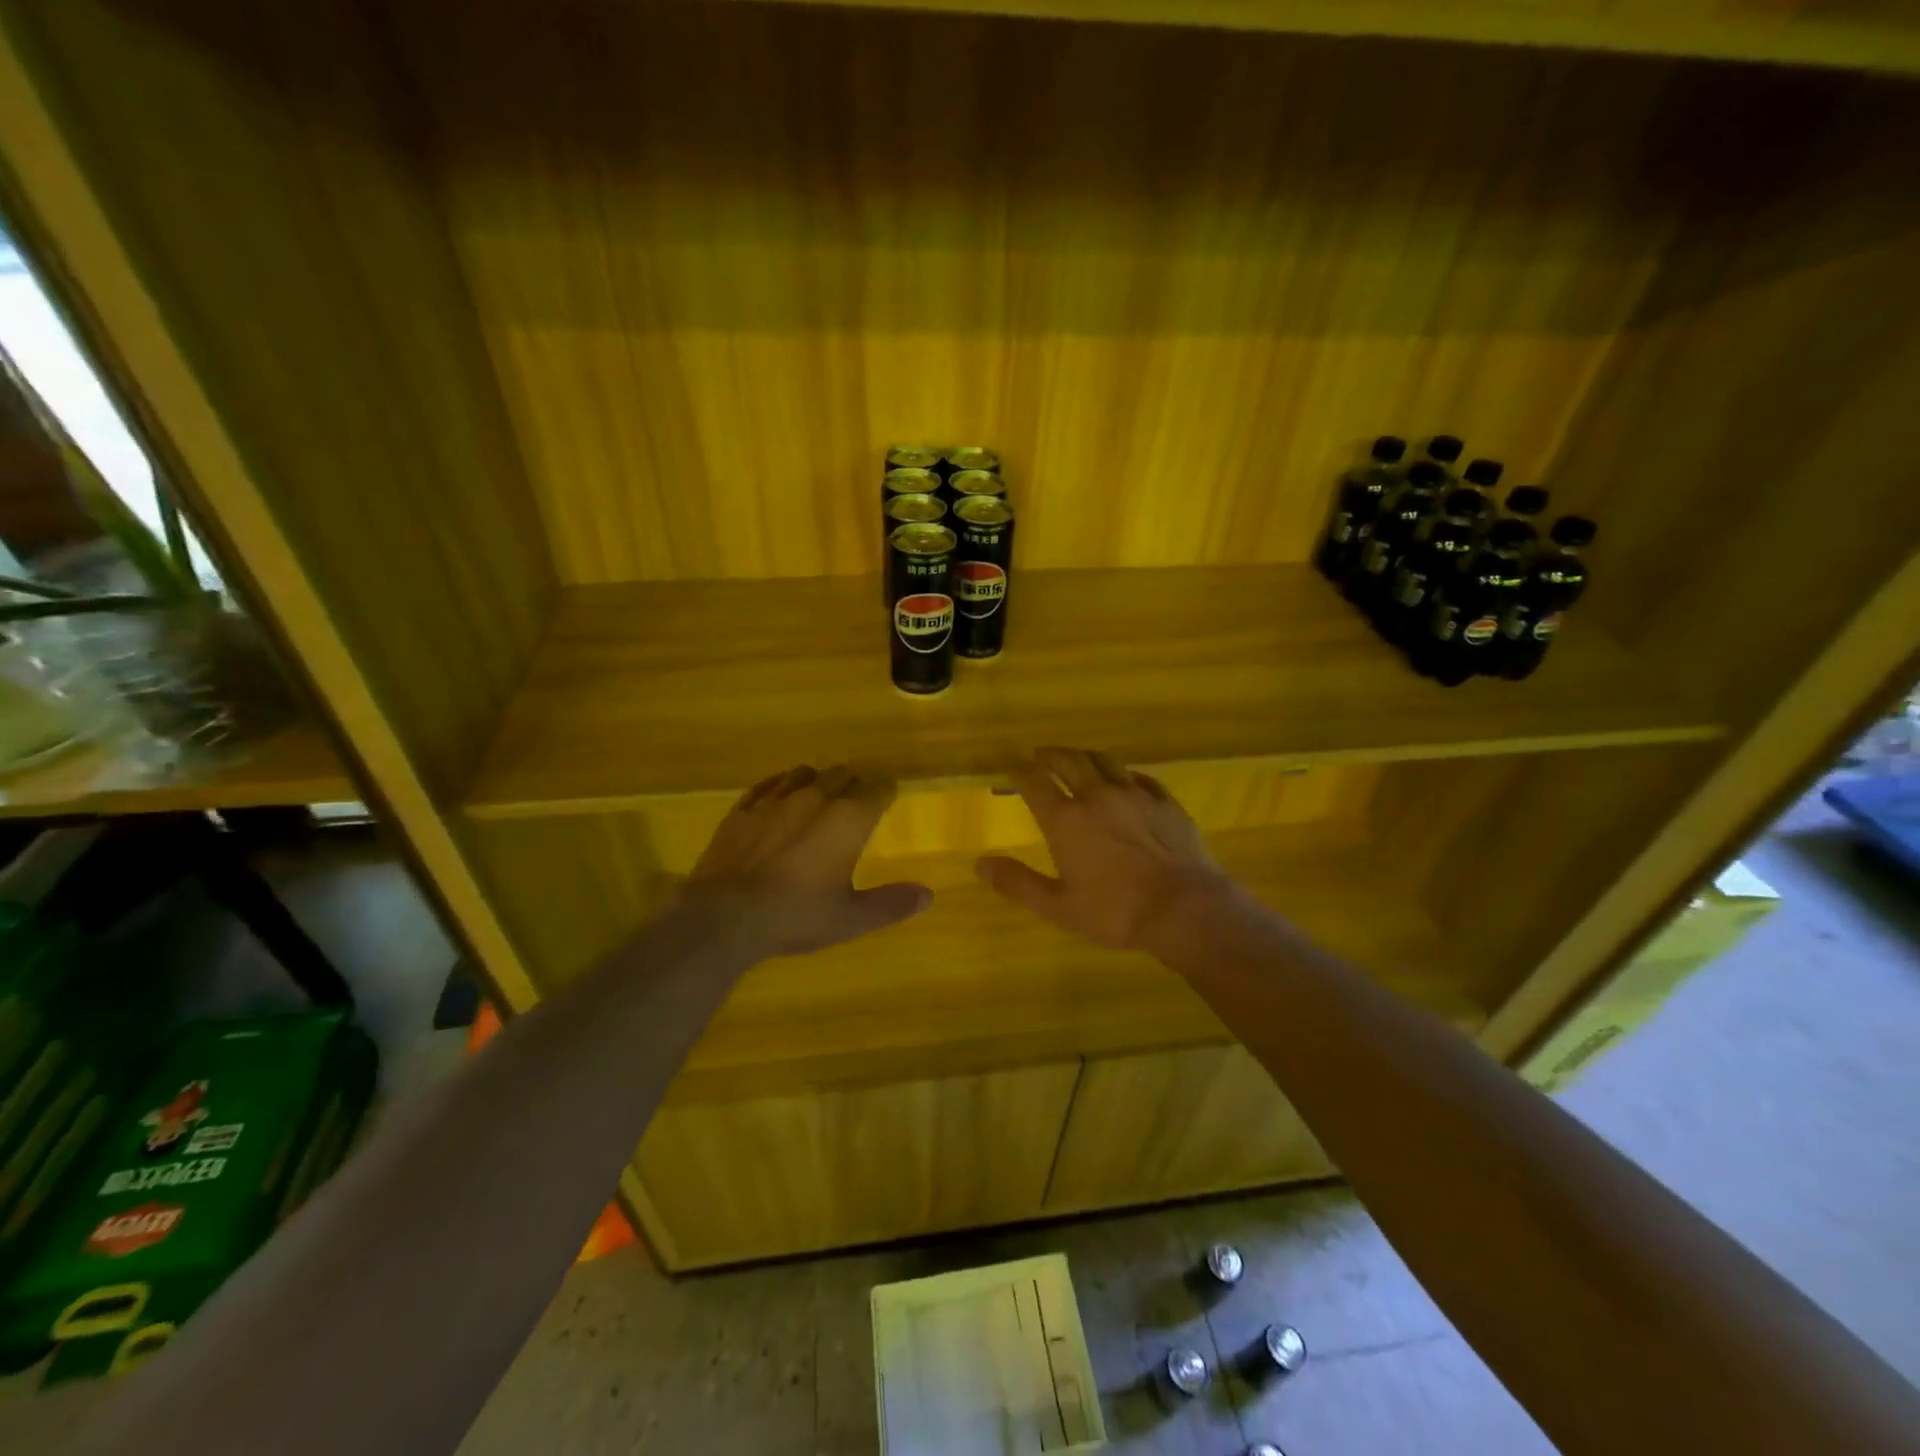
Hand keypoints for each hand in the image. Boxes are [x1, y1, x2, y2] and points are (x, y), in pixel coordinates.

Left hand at [684, 765, 930, 957]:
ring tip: (820, 796)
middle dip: (854, 783)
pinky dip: (781, 786)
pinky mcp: (743, 808)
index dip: (886, 790)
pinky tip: (780, 797)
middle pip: (842, 774)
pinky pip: (768, 784)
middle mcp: (815, 797)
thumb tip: (928, 895)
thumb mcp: (850, 919)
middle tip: (857, 800)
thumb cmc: (796, 915)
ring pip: (805, 773)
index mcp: (848, 819)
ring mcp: (775, 799)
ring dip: (818, 780)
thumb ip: (891, 904)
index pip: (877, 788)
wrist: (725, 915)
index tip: (888, 795)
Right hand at [975, 747, 1234, 950]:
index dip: (1019, 772)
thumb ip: (1018, 883)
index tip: (1011, 770)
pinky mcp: (1164, 801)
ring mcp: (1134, 794)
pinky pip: (1139, 776)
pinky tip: (1124, 779)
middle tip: (1041, 756)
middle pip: (1069, 761)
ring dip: (1084, 756)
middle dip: (1050, 755)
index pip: (1034, 782)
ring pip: (1104, 760)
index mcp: (1066, 819)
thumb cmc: (1116, 912)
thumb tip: (981, 864)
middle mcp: (1097, 796)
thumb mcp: (1058, 907)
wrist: (1184, 908)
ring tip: (1077, 758)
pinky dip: (1123, 773)